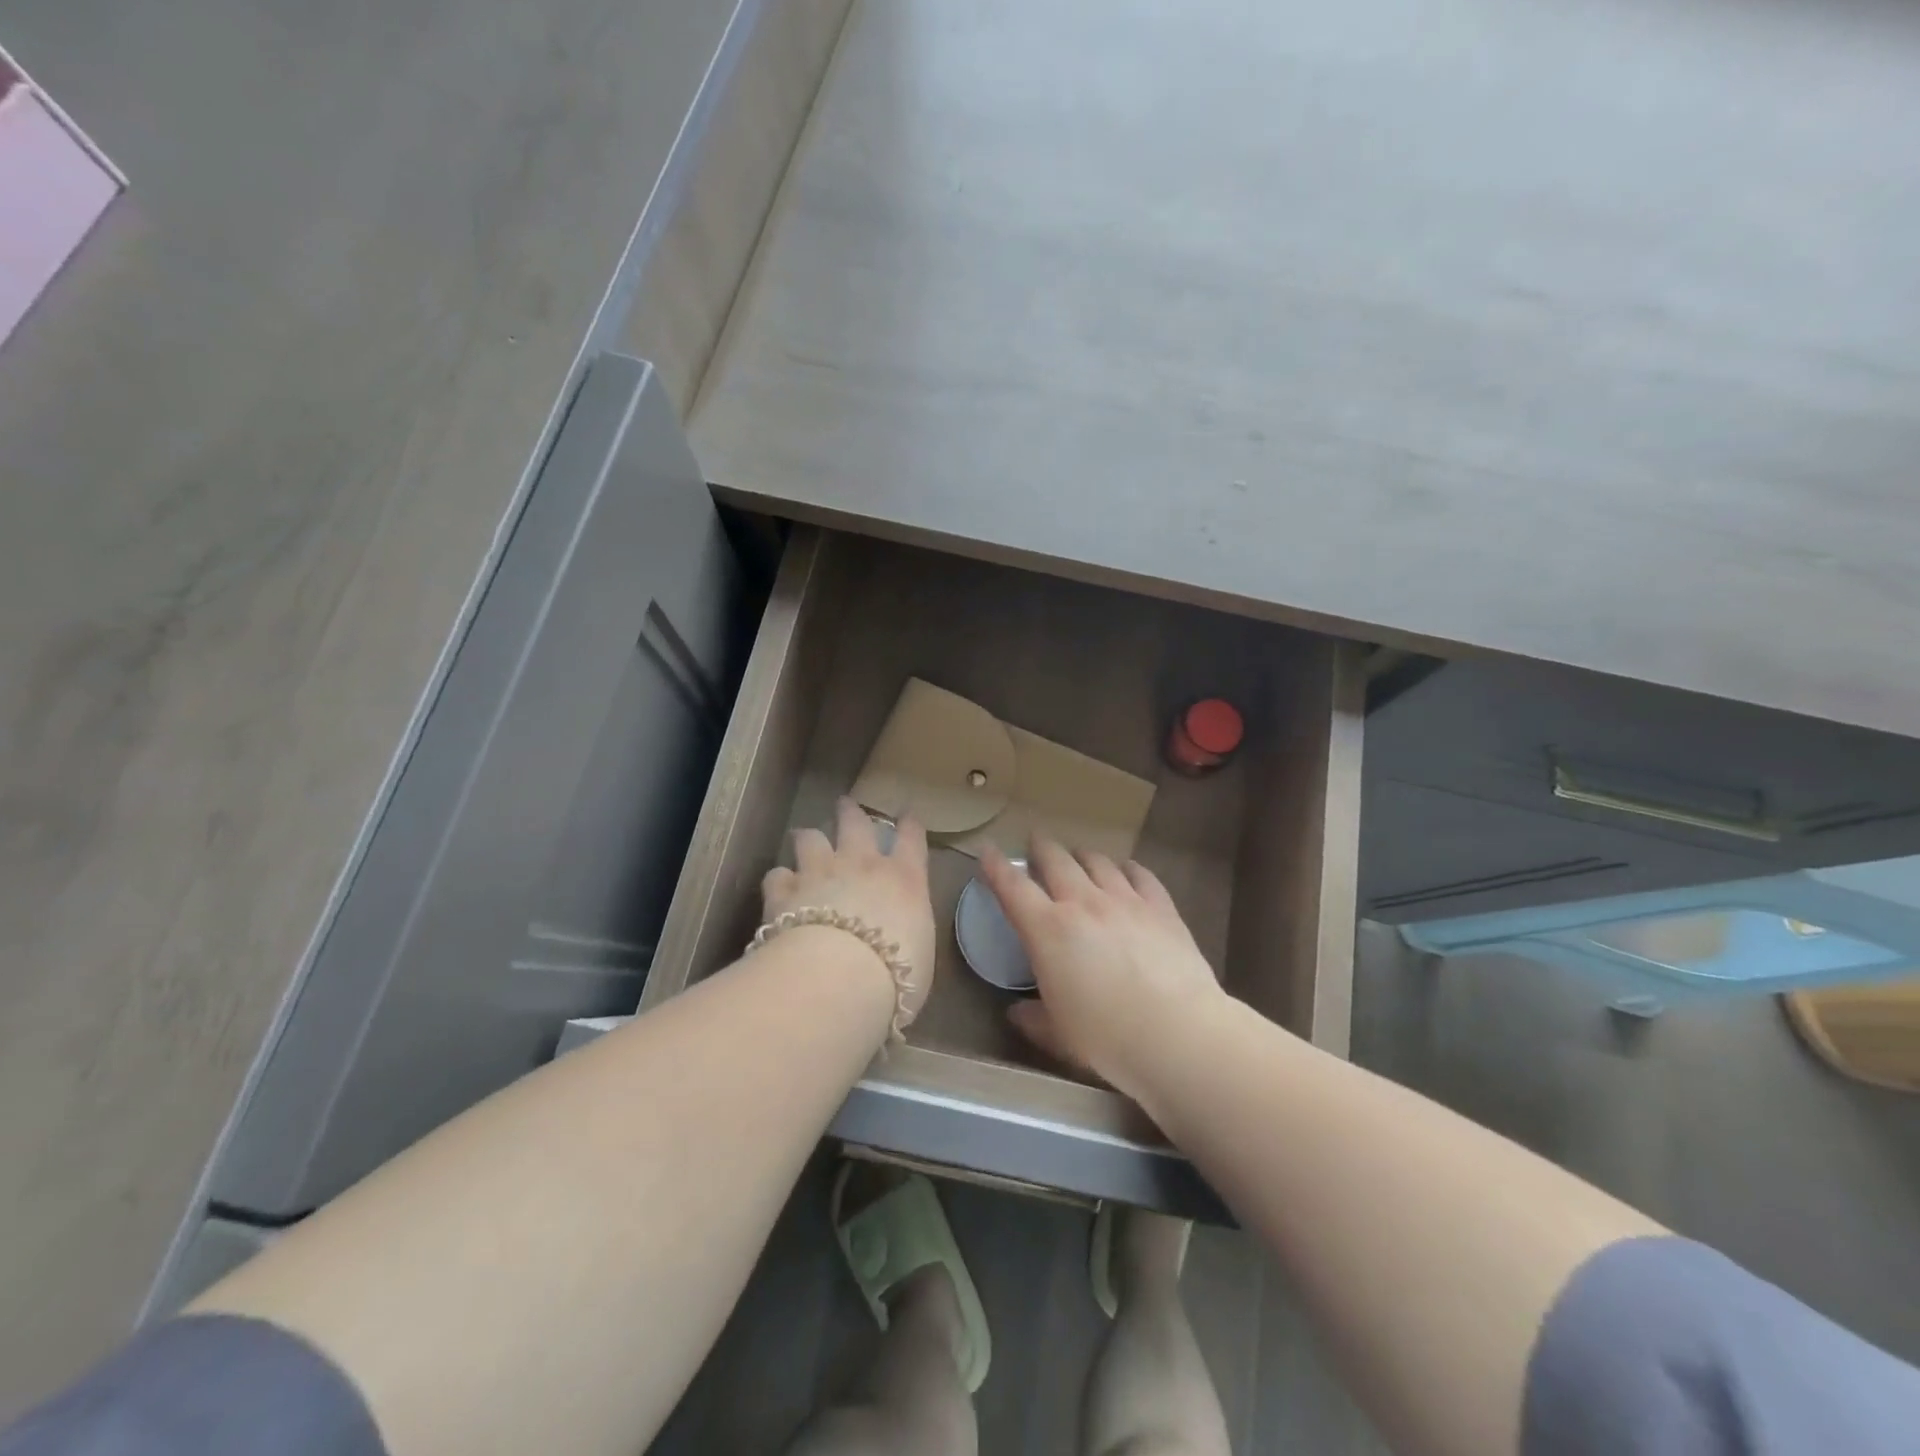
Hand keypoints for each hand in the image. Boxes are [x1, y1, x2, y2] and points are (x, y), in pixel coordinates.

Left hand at [761, 799, 936, 1023]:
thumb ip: (908, 932)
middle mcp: (862, 865)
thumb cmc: (895, 973)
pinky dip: (780, 880)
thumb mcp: (919, 954)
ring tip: (805, 839)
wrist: (838, 977)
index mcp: (904, 879)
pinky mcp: (784, 891)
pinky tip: (778, 888)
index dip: (910, 825)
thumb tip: (900, 935)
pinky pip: (778, 875)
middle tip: (845, 805)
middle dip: (851, 812)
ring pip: (811, 838)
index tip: (907, 816)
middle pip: (856, 823)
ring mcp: (820, 873)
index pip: (912, 839)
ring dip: (809, 838)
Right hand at [981, 838, 1225, 1100]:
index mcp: (1047, 930)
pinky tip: (1127, 870)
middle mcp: (1083, 903)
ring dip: (1082, 856)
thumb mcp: (1058, 1036)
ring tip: (1079, 856)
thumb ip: (1034, 1019)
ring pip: (1097, 862)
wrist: (1177, 1033)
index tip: (988, 851)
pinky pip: (1141, 875)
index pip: (1013, 887)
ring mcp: (1125, 901)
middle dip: (1042, 848)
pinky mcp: (1161, 908)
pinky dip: (1128, 868)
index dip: (997, 866)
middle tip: (1037, 843)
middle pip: (1056, 860)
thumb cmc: (1106, 1038)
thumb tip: (1017, 1013)